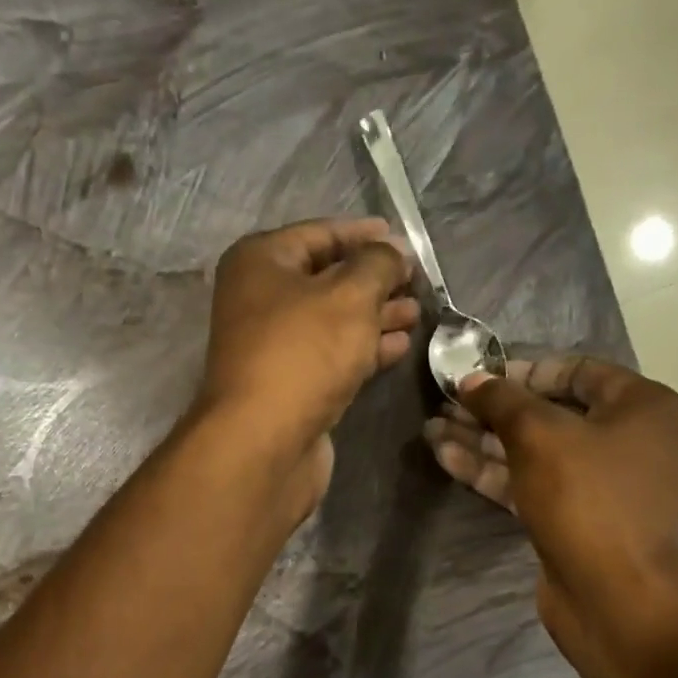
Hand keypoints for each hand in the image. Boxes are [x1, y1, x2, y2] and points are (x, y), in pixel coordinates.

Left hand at [196, 218, 418, 513]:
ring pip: (333, 321)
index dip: (364, 235)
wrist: (264, 442)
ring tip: (417, 314)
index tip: (405, 241)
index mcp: (260, 262)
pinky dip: (366, 349)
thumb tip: (393, 252)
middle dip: (375, 281)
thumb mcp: (350, 295)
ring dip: (376, 316)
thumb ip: (378, 265)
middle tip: (418, 283)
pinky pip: (333, 356)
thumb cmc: (303, 354)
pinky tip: (400, 347)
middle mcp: (261, 300)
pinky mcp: (291, 386)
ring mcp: (275, 348)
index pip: (319, 234)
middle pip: (327, 280)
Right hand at [424, 355, 677, 662]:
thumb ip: (502, 401)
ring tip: (431, 429)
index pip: (576, 371)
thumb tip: (471, 380)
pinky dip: (491, 471)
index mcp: (641, 407)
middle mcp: (625, 440)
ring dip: (482, 440)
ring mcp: (596, 483)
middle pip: (549, 413)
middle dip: (493, 409)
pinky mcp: (571, 517)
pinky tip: (446, 458)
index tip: (476, 374)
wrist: (614, 596)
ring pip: (532, 451)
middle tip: (444, 403)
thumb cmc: (587, 499)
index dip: (522, 369)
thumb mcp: (539, 435)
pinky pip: (528, 483)